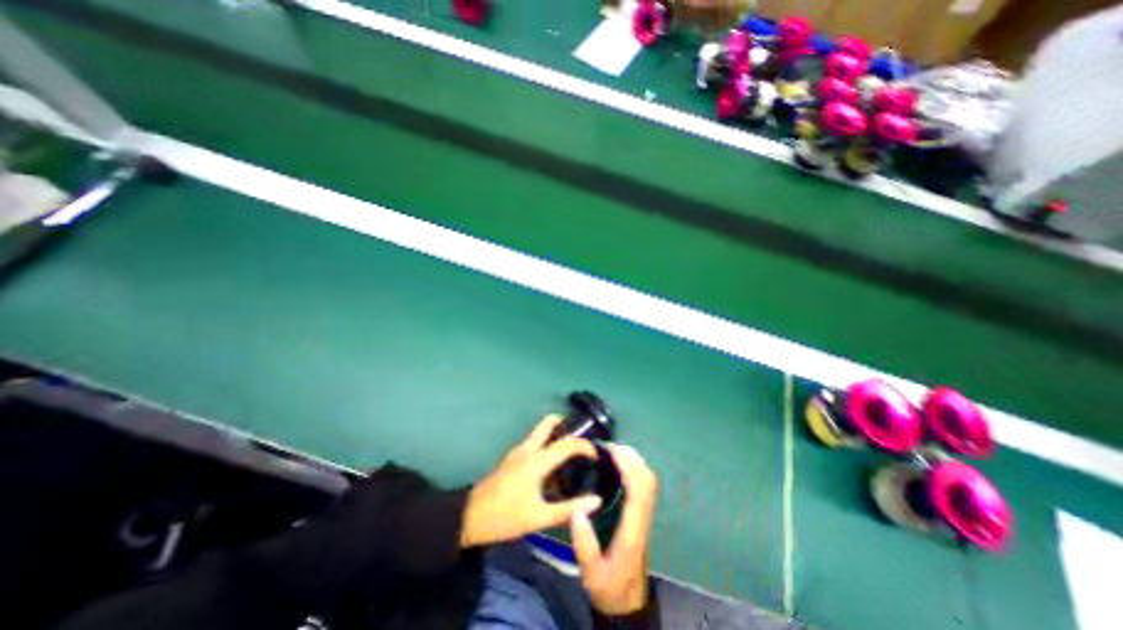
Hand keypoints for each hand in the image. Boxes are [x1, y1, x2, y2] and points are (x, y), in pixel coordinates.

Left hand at [462, 417, 605, 547]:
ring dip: (556, 434)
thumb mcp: (538, 518)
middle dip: (566, 424)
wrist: (468, 517)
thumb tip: (596, 501)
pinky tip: (551, 466)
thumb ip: (568, 509)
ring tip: (571, 453)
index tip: (598, 455)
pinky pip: (534, 442)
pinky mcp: (512, 458)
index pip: (567, 443)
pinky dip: (546, 444)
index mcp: (537, 460)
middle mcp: (528, 448)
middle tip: (581, 440)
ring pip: (540, 431)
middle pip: (549, 423)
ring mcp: (518, 451)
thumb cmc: (505, 516)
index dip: (585, 446)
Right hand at [572, 442, 660, 613]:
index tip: (614, 452)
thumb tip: (577, 511)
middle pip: (648, 483)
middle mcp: (642, 520)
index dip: (629, 469)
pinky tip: (621, 465)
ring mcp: (644, 517)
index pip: (638, 494)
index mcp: (632, 532)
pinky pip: (644, 486)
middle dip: (633, 460)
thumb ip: (584, 545)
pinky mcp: (641, 515)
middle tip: (610, 446)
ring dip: (635, 462)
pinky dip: (636, 469)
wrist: (626, 603)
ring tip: (614, 451)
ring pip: (649, 483)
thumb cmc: (608, 587)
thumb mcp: (592, 574)